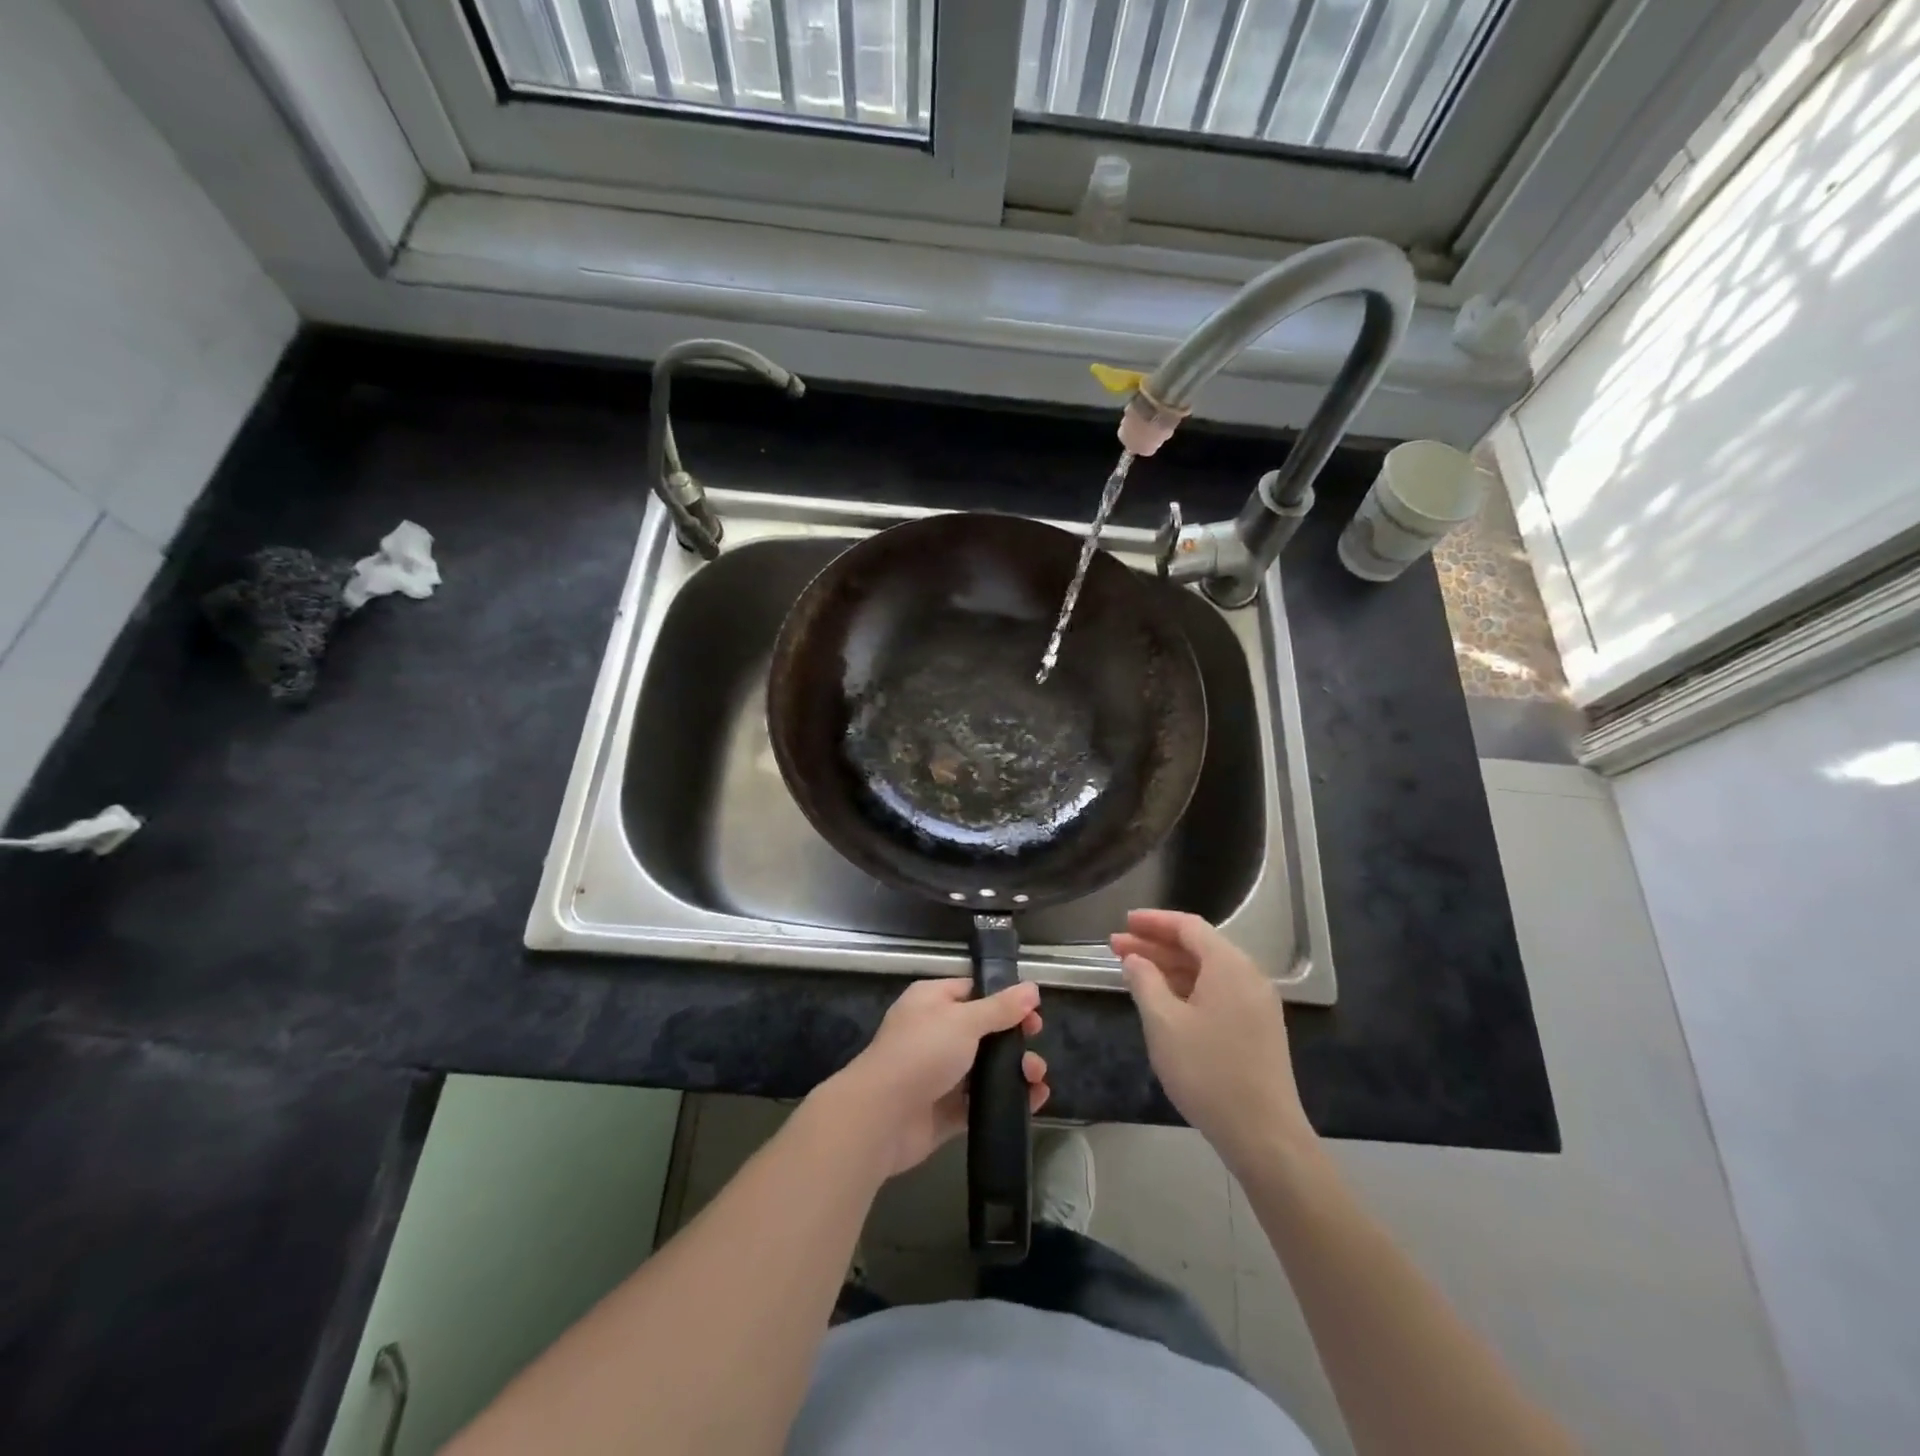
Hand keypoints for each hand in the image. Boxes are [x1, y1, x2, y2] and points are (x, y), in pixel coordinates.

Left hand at [824, 977, 1048, 1178]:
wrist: (882, 1117)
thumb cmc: (921, 1053)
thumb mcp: (964, 1021)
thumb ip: (1000, 1008)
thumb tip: (1032, 989)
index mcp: (932, 1001)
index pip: (972, 991)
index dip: (1004, 999)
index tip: (1033, 1011)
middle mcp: (935, 1033)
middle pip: (983, 1031)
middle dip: (1013, 1037)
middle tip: (1036, 1043)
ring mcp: (940, 1073)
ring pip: (985, 1068)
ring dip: (1015, 1070)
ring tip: (1037, 1077)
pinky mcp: (945, 1110)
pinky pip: (981, 1101)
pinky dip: (1006, 1100)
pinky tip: (1034, 1101)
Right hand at [1113, 909, 1313, 1171]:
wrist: (1264, 1134)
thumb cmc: (1207, 1072)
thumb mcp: (1163, 1023)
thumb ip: (1145, 981)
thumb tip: (1135, 959)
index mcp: (1229, 965)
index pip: (1188, 927)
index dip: (1154, 921)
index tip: (1124, 922)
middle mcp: (1248, 976)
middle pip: (1198, 947)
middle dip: (1156, 945)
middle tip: (1117, 947)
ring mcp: (1257, 1004)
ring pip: (1207, 971)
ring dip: (1169, 967)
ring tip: (1133, 971)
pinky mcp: (1257, 1028)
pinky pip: (1218, 992)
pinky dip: (1187, 988)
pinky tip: (1163, 1000)